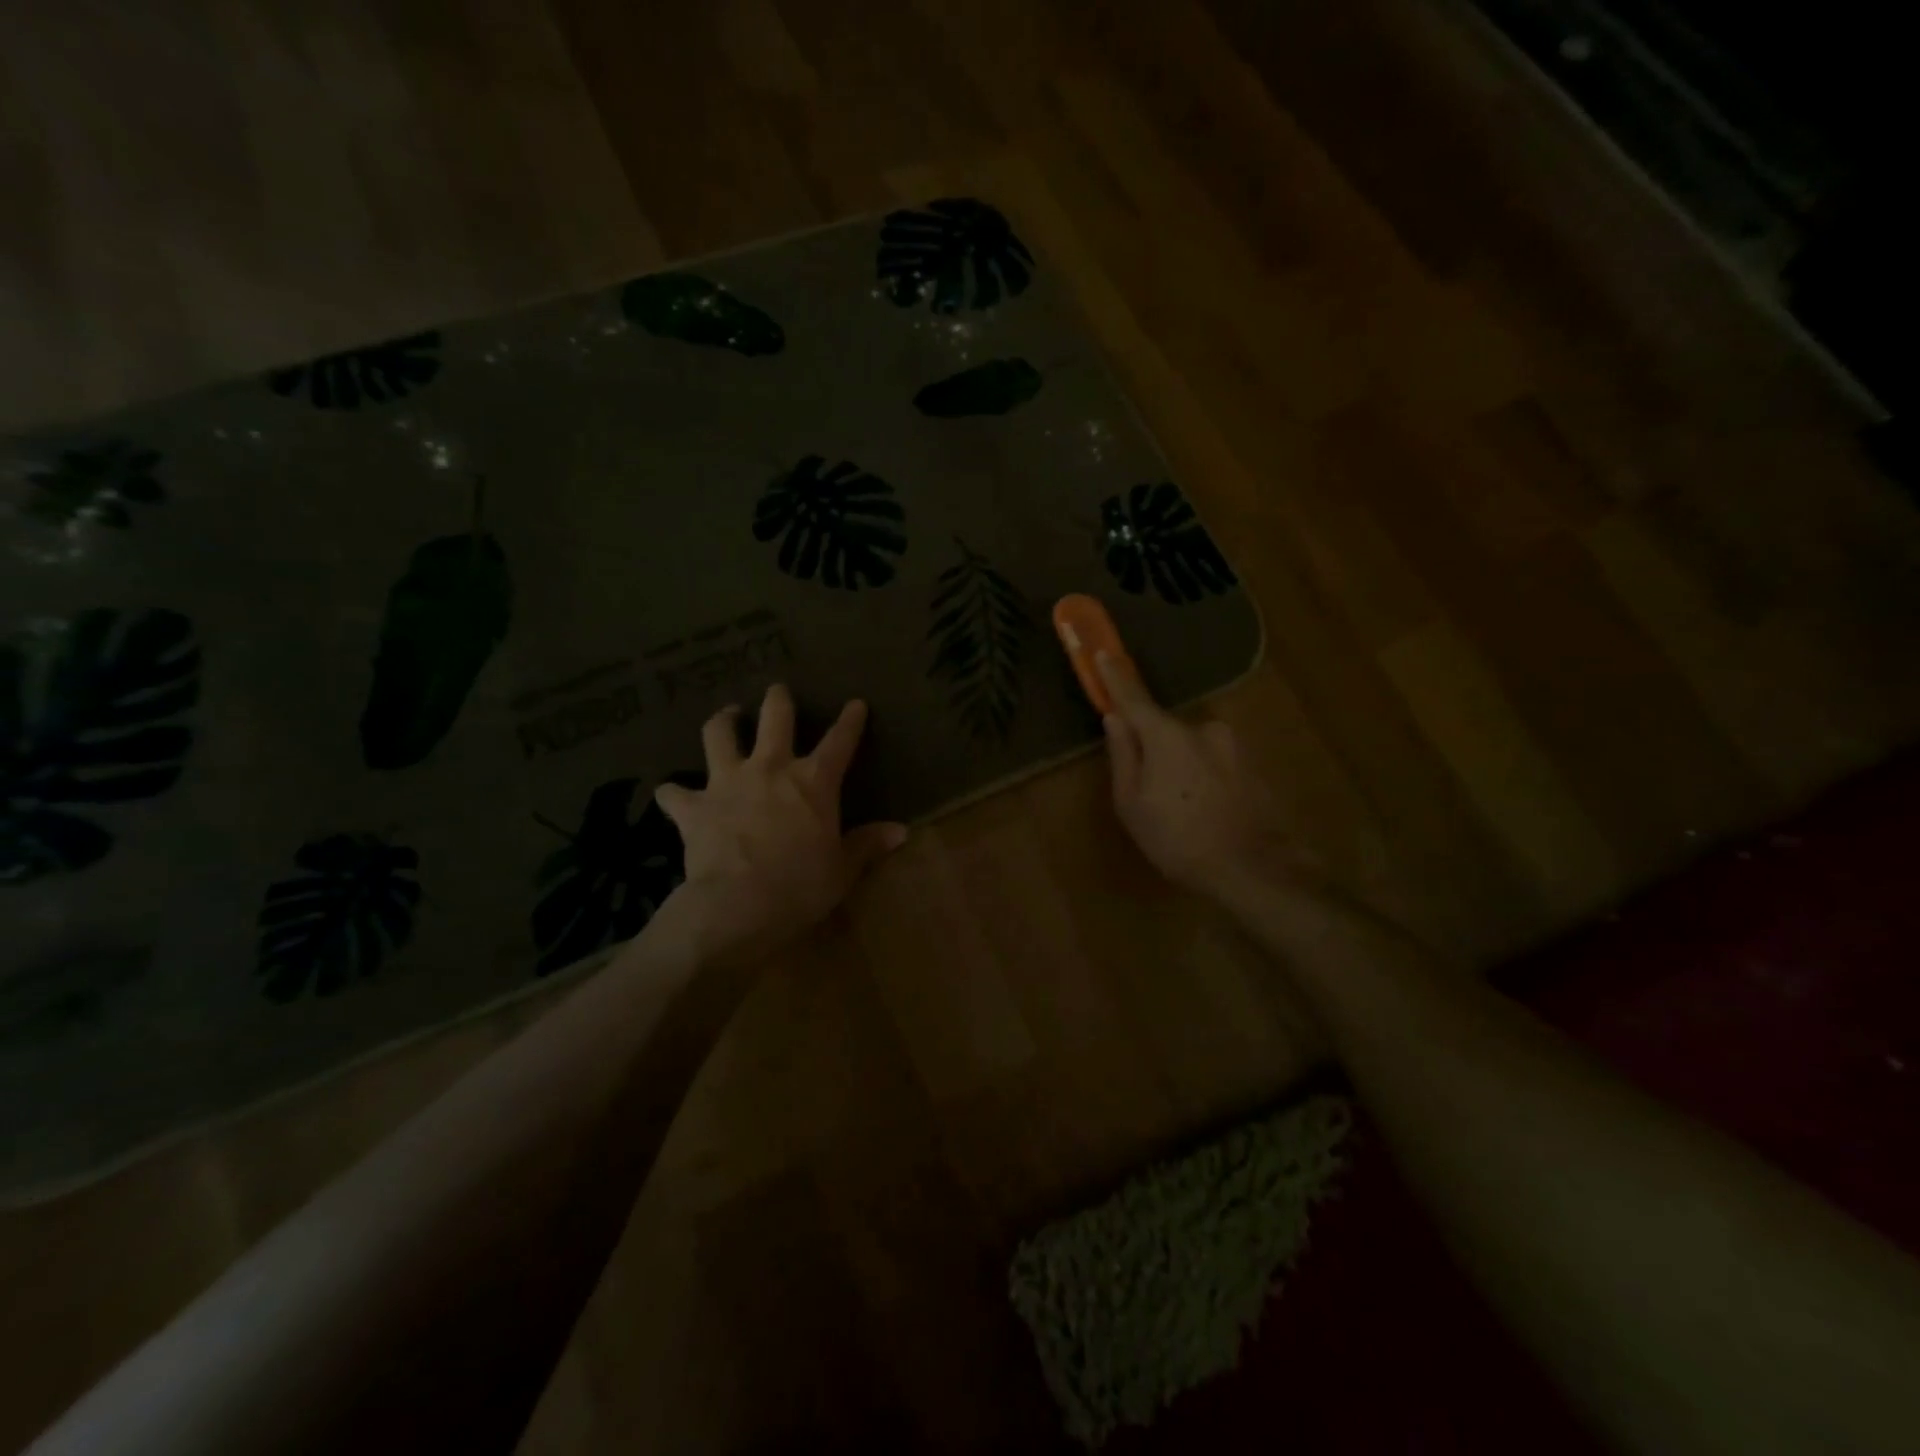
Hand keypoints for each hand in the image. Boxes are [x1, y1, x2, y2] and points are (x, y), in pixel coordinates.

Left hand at [653, 684, 906, 963]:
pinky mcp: (694, 807)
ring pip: (719, 734)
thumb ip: (867, 844)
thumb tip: (901, 831)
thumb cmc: (800, 886)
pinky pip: (674, 793)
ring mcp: (728, 782)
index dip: (850, 721)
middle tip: (777, 691)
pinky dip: (673, 792)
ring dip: (722, 722)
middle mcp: (770, 768)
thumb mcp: (842, 869)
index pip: (839, 741)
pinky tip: (670, 794)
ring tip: (726, 717)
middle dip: (778, 699)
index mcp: (813, 782)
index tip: (856, 704)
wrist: (738, 905)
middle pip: (775, 717)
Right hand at [1099, 652, 1298, 901]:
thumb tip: (1114, 719)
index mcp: (1167, 736)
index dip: (1115, 676)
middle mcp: (1203, 729)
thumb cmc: (1178, 839)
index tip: (1103, 652)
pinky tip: (1206, 814)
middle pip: (1165, 730)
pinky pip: (1215, 762)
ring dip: (1181, 768)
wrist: (1253, 870)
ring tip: (1182, 812)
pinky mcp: (1253, 764)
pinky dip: (1205, 778)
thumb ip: (1123, 755)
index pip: (1134, 697)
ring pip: (1192, 748)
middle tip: (1149, 792)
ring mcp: (1233, 745)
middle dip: (1153, 749)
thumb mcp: (1132, 804)